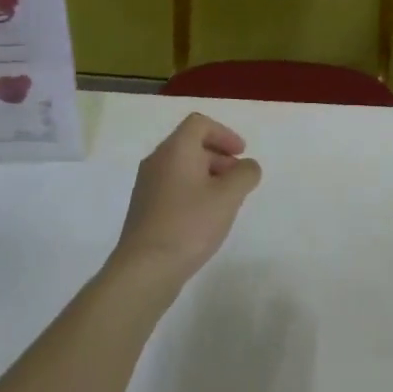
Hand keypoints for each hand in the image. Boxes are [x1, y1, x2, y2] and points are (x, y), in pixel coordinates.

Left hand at [111, 113, 262, 285]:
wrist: (145, 268)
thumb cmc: (190, 224)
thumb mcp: (228, 197)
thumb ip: (245, 174)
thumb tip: (248, 166)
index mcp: (175, 149)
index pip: (199, 123)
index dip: (224, 134)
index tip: (241, 154)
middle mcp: (157, 160)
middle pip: (190, 144)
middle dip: (219, 156)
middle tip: (238, 179)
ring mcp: (147, 185)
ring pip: (182, 167)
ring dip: (207, 175)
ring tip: (225, 200)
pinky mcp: (144, 208)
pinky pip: (173, 186)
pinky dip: (193, 190)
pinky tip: (205, 217)